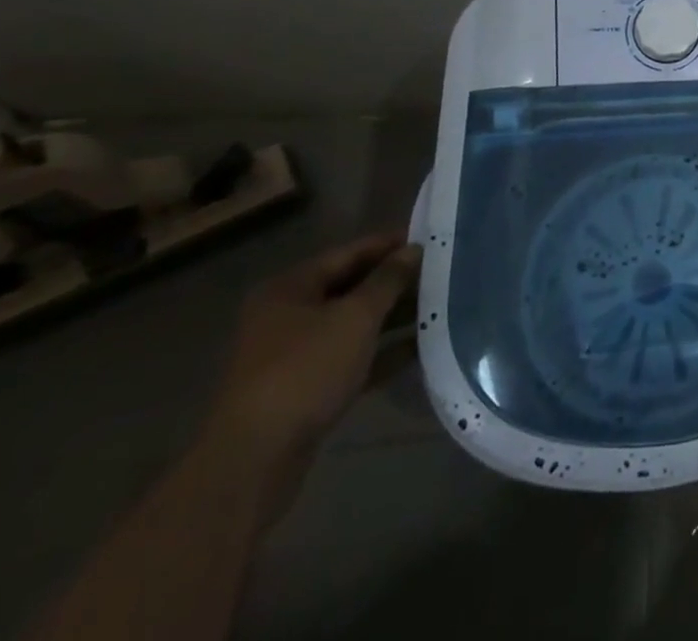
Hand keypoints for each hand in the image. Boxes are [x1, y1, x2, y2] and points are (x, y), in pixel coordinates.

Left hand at [202, 233, 420, 522]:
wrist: (255, 460)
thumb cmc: (305, 370)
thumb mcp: (355, 316)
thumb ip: (389, 279)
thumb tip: (414, 249)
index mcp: (291, 288)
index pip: (350, 252)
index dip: (391, 244)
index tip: (433, 239)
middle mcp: (288, 315)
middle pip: (352, 287)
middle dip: (396, 282)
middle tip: (442, 273)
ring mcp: (295, 354)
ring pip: (354, 324)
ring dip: (394, 316)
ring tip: (440, 306)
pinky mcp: (306, 388)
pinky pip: (352, 357)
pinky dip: (382, 352)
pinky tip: (420, 348)